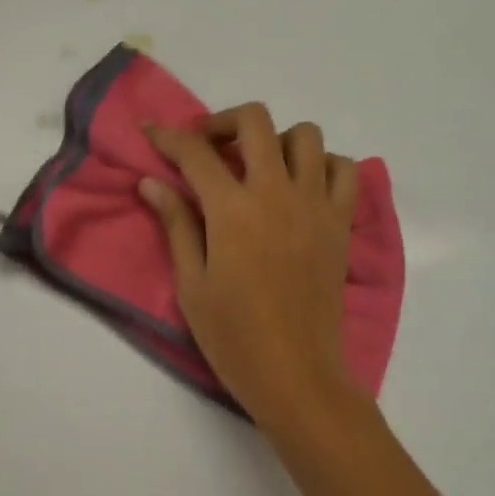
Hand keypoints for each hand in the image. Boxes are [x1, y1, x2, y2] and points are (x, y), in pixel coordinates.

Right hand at [141, 104, 360, 432]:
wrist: (297, 375)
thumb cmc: (234, 337)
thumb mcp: (192, 284)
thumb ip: (175, 224)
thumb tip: (151, 182)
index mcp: (233, 210)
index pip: (195, 153)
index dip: (168, 136)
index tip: (151, 131)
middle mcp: (277, 193)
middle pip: (254, 121)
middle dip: (223, 121)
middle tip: (207, 146)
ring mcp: (316, 204)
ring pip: (305, 135)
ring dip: (276, 139)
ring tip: (258, 166)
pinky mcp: (341, 222)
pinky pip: (343, 170)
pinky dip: (323, 164)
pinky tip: (302, 186)